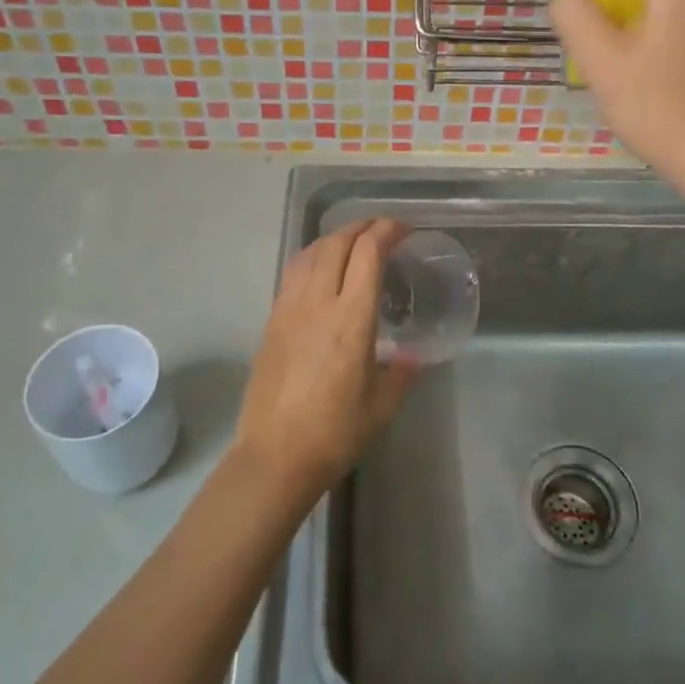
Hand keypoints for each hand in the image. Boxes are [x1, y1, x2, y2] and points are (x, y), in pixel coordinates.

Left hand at [231, 218, 415, 503]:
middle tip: (383, 229)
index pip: (368, 253)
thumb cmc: (335, 433)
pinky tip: (321, 269)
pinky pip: (293, 273)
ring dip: (335, 237)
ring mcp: (289, 309)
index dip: (387, 231)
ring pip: (310, 253)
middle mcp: (317, 303)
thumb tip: (413, 355)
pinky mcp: (272, 321)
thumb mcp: (383, 405)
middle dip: (362, 226)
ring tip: (353, 241)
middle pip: (337, 242)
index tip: (404, 230)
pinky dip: (313, 256)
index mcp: (351, 318)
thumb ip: (402, 372)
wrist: (274, 456)